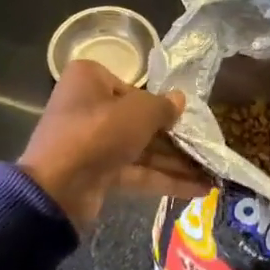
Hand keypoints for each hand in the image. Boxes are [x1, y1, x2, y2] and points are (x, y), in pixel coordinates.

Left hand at [18, 60, 207, 230]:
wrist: (57, 189)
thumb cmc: (98, 132)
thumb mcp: (138, 112)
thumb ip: (163, 106)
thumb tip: (180, 99)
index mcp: (90, 80)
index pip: (133, 88)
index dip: (161, 104)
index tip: (186, 118)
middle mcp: (89, 107)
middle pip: (139, 121)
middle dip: (175, 139)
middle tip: (207, 148)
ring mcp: (93, 143)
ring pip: (141, 148)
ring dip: (176, 162)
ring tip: (213, 173)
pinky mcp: (99, 173)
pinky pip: (137, 171)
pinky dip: (165, 179)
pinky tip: (199, 190)